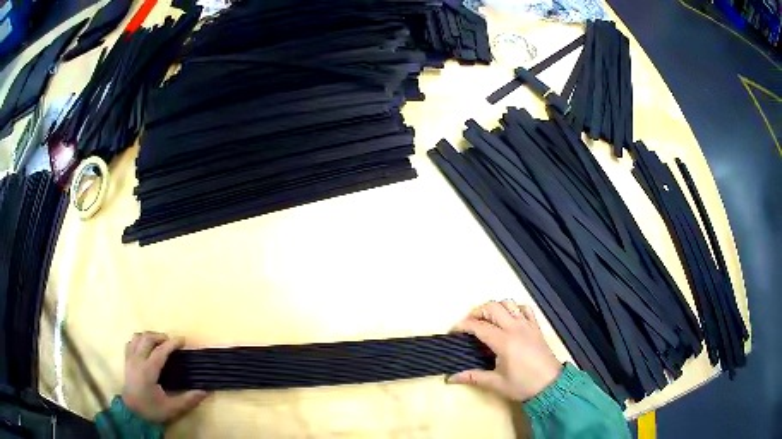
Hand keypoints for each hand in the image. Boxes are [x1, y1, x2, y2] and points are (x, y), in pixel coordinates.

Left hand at [122, 332, 206, 423]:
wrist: (132, 414)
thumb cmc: (152, 410)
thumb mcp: (173, 409)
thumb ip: (188, 399)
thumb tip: (204, 391)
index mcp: (148, 370)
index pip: (160, 350)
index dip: (172, 343)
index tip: (183, 340)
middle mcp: (137, 360)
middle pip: (147, 338)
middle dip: (160, 336)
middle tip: (172, 342)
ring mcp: (130, 359)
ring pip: (137, 337)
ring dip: (149, 336)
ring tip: (159, 343)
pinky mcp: (126, 361)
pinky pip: (131, 342)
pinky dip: (139, 341)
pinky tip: (146, 348)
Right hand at [447, 300, 562, 401]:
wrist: (550, 385)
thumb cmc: (522, 385)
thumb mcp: (496, 383)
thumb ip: (473, 377)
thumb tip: (450, 378)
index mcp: (504, 341)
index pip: (479, 326)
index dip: (463, 325)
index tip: (453, 331)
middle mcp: (515, 328)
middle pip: (493, 307)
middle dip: (477, 311)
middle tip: (468, 324)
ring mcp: (527, 325)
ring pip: (509, 303)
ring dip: (495, 307)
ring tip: (487, 319)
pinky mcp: (536, 327)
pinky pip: (525, 308)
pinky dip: (514, 308)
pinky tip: (509, 318)